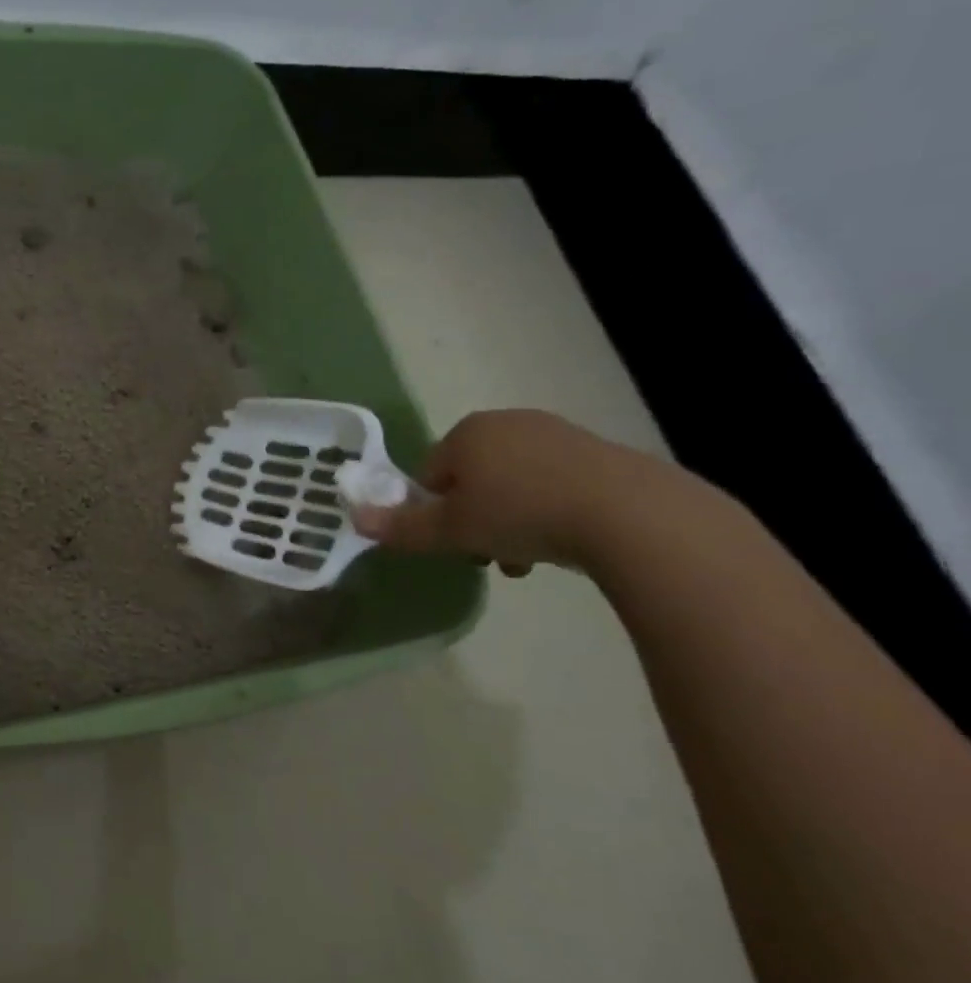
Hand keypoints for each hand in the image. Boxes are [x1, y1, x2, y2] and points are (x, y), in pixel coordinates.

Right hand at [350, 410, 656, 574]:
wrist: (628, 513)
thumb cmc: (520, 514)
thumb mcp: (451, 530)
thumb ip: (402, 527)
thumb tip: (354, 520)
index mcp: (466, 433)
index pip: (430, 474)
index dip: (434, 512)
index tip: (453, 542)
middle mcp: (508, 423)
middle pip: (472, 479)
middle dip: (475, 518)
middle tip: (487, 553)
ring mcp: (556, 434)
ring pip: (513, 485)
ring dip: (510, 521)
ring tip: (527, 559)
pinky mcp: (598, 453)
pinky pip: (554, 484)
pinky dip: (549, 512)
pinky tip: (563, 544)